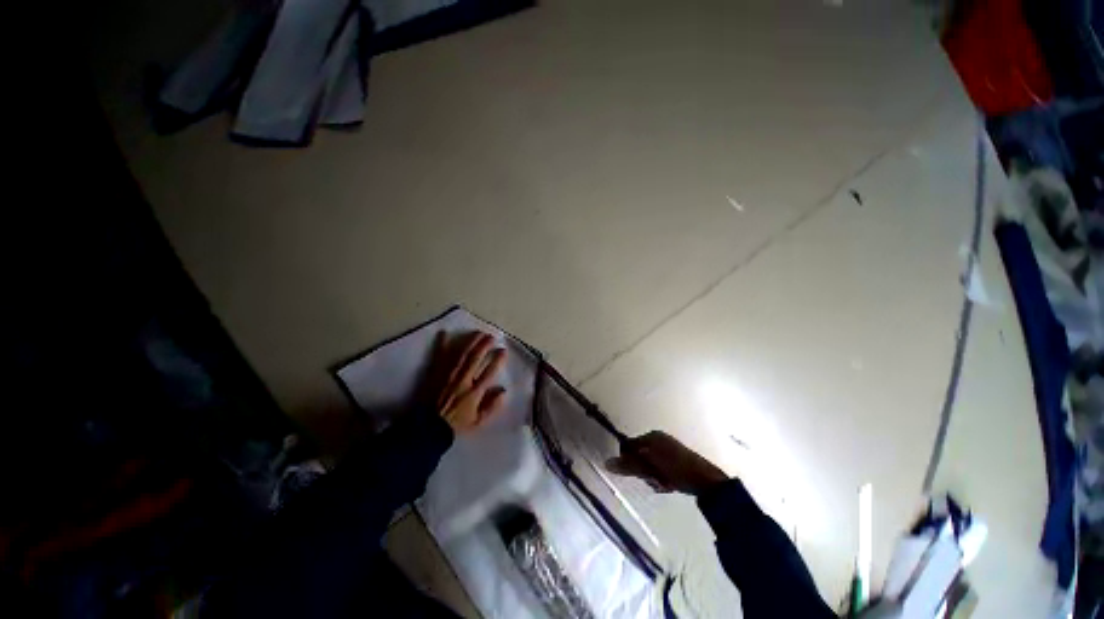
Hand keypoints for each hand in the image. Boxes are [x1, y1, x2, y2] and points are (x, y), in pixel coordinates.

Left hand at [429, 331, 506, 433]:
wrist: (428, 428)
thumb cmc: (455, 424)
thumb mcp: (478, 422)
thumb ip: (492, 407)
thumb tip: (504, 390)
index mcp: (474, 391)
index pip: (489, 371)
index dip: (498, 359)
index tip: (503, 350)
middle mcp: (463, 379)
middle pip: (476, 357)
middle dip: (485, 345)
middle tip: (491, 336)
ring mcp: (448, 375)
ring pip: (461, 353)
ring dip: (470, 341)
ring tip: (478, 333)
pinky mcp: (435, 373)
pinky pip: (439, 356)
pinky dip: (441, 344)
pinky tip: (443, 333)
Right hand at [606, 431, 727, 495]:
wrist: (706, 481)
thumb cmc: (676, 469)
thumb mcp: (650, 468)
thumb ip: (628, 465)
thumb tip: (606, 462)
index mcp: (652, 436)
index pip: (629, 446)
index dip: (630, 461)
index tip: (637, 474)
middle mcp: (659, 439)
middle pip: (639, 456)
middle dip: (644, 471)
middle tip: (654, 480)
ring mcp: (669, 449)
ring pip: (650, 465)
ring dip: (653, 476)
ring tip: (664, 484)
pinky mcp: (677, 460)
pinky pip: (660, 468)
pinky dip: (662, 478)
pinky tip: (670, 484)